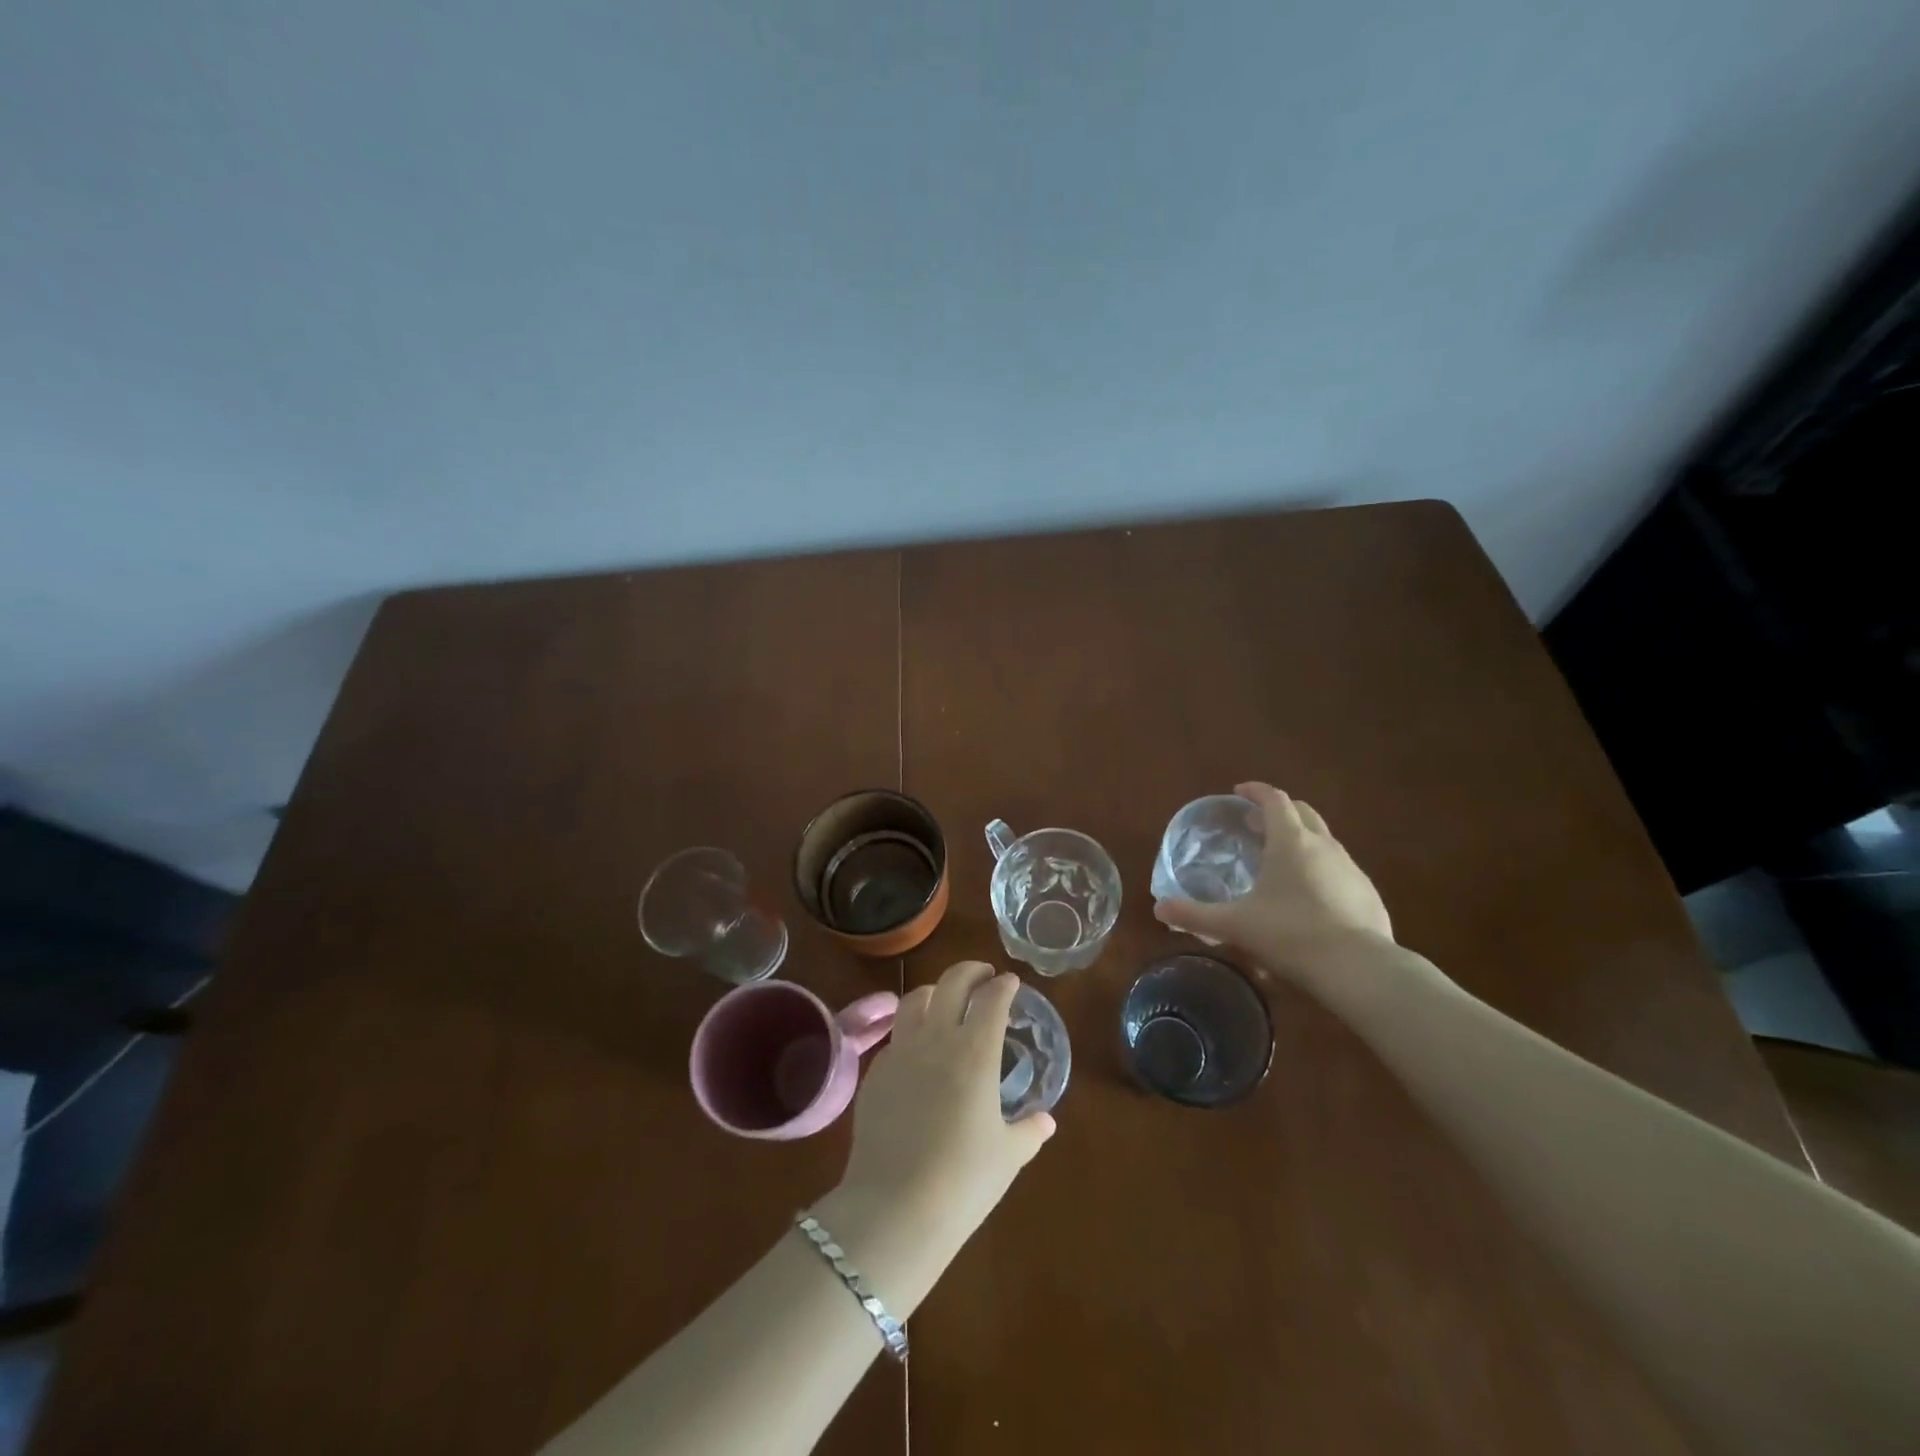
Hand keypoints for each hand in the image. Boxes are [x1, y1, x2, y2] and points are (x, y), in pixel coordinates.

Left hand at [838, 962, 1054, 1249]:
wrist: (894, 1207)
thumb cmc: (963, 1180)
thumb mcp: (1008, 1156)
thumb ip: (1029, 1131)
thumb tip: (1045, 1121)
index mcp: (975, 1051)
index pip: (992, 999)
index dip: (1004, 985)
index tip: (1010, 982)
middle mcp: (936, 1039)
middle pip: (952, 982)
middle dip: (971, 971)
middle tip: (983, 975)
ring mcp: (900, 1052)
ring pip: (914, 999)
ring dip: (935, 990)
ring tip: (945, 999)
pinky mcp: (874, 1073)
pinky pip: (895, 1036)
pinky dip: (911, 1029)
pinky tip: (918, 1049)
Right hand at [1154, 781, 1393, 979]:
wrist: (1359, 969)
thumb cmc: (1290, 935)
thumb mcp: (1235, 926)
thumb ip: (1195, 915)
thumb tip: (1159, 909)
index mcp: (1290, 842)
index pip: (1274, 800)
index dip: (1255, 791)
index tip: (1238, 792)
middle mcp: (1323, 845)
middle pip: (1302, 812)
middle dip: (1278, 811)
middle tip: (1255, 825)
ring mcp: (1351, 869)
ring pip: (1323, 840)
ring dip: (1300, 840)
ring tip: (1279, 862)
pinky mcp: (1368, 894)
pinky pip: (1339, 869)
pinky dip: (1320, 869)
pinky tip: (1309, 898)